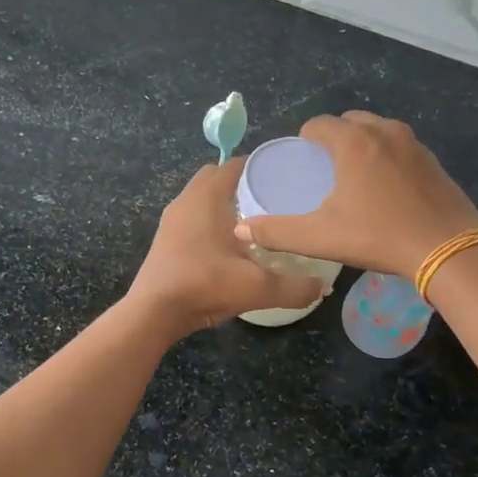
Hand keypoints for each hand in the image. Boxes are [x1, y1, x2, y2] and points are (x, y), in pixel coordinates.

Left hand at [127, 160, 326, 337]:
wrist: (154, 312)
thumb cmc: (204, 285)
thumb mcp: (257, 288)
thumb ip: (295, 287)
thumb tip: (324, 287)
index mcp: (207, 197)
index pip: (235, 164)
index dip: (259, 166)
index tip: (284, 176)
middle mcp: (187, 200)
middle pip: (216, 176)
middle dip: (241, 182)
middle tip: (271, 198)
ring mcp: (172, 219)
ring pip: (202, 197)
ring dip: (223, 202)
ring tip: (254, 220)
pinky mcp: (166, 238)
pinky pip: (192, 216)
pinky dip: (210, 220)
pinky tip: (228, 244)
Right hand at [232, 111, 477, 279]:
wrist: (449, 249)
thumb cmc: (379, 236)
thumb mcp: (321, 237)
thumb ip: (278, 232)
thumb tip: (241, 228)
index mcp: (353, 142)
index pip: (319, 124)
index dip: (305, 139)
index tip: (302, 160)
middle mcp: (383, 132)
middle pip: (349, 121)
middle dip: (334, 137)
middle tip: (326, 167)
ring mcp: (413, 143)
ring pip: (378, 130)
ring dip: (362, 142)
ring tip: (355, 174)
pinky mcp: (433, 159)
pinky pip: (400, 145)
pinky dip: (387, 155)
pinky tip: (387, 186)